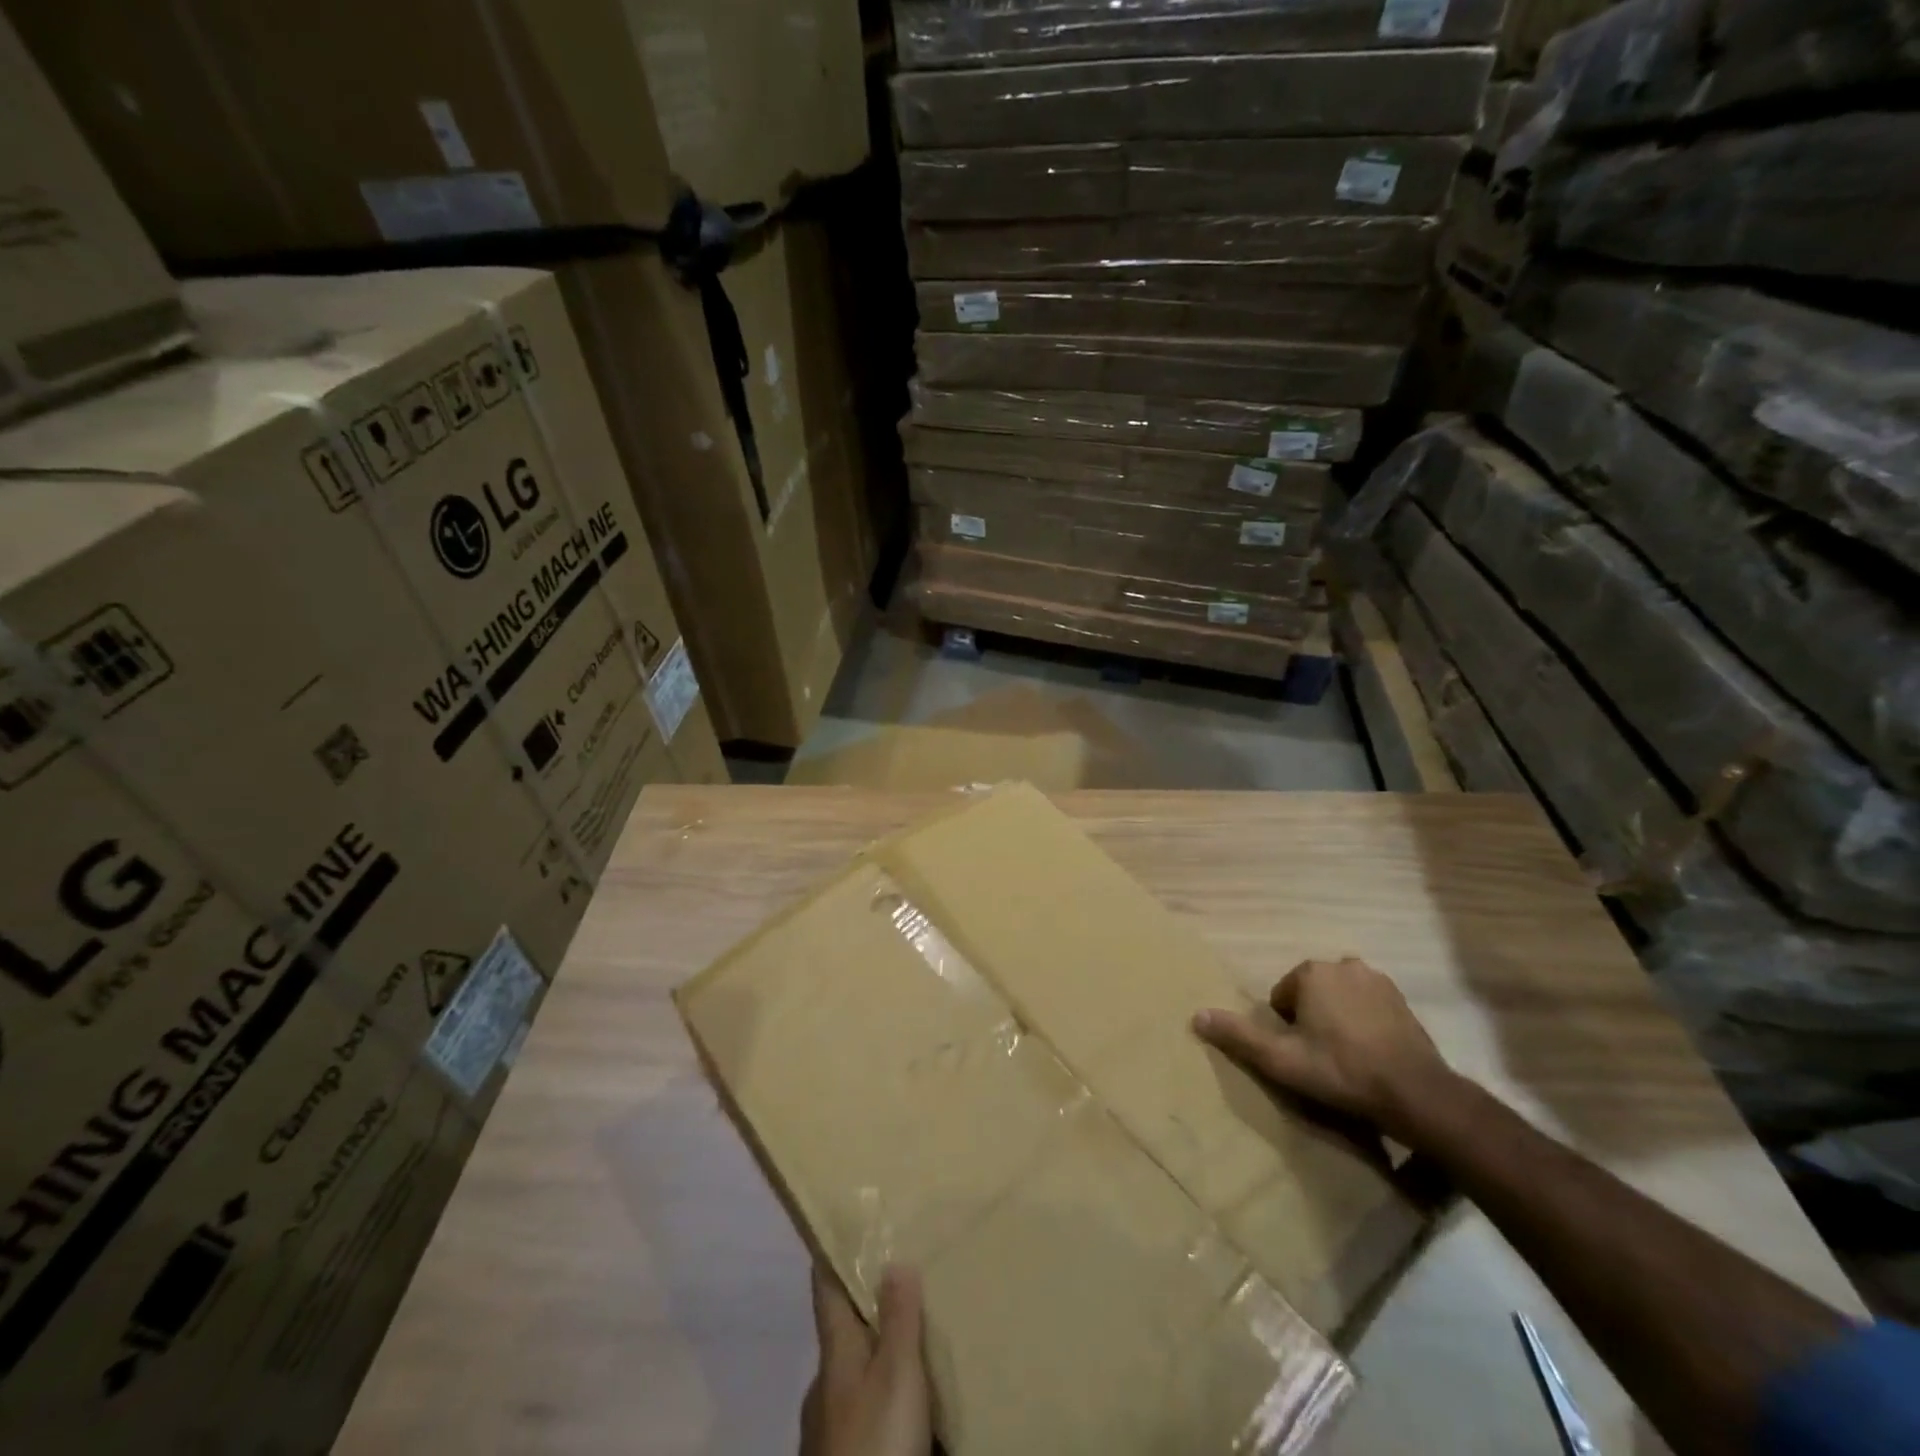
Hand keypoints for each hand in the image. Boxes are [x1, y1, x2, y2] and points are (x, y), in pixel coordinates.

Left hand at [800, 1266, 932, 1455]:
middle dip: (870, 1307)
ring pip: (856, 1370)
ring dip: (879, 1352)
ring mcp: (828, 1420)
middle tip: (904, 1282)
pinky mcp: (841, 1450)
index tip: (846, 1227)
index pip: (826, 1288)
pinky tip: (906, 1399)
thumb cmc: (876, 1438)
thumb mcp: (895, 1373)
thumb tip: (892, 1259)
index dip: (833, 1254)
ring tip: (913, 1339)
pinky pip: (864, 1406)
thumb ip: (898, 1318)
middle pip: (844, 1329)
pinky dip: (883, 1392)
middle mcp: (824, 1380)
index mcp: (833, 1350)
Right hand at [1193, 956, 1457, 1145]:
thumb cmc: (1341, 1071)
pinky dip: (1364, 1024)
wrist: (1417, 1094)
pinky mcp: (1402, 1000)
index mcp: (1311, 972)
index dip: (1286, 1028)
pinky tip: (1371, 1055)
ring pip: (1339, 999)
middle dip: (1311, 1020)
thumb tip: (1195, 1015)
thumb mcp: (1281, 1060)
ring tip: (1347, 1059)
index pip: (1282, 996)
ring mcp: (1377, 980)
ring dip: (1337, 1020)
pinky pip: (1367, 1007)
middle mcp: (1342, 964)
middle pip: (1310, 994)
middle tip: (1321, 1059)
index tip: (1302, 1056)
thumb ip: (1238, 1035)